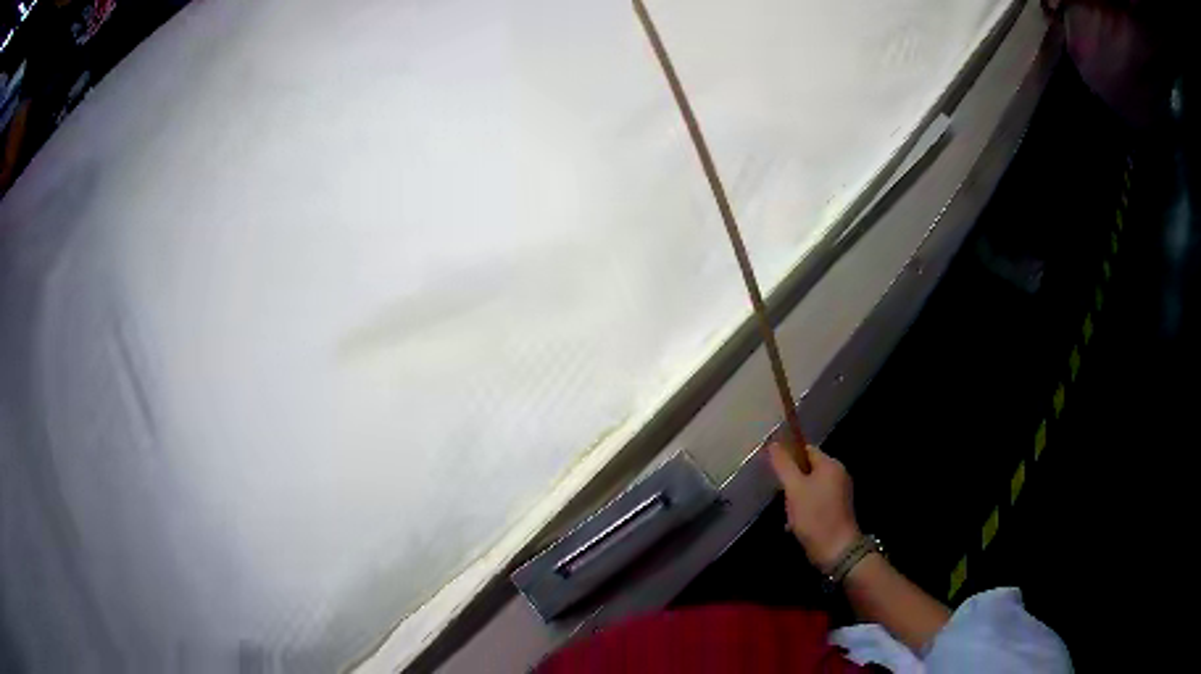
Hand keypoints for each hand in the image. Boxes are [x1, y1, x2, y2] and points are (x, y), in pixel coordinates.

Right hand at [767, 443, 859, 571]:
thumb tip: (773, 443)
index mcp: (830, 465)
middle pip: (808, 469)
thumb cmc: (814, 515)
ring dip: (796, 498)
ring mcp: (839, 493)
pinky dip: (805, 508)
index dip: (789, 457)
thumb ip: (783, 465)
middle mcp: (838, 475)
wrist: (835, 548)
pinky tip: (795, 524)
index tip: (774, 471)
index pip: (806, 450)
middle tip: (781, 496)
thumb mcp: (794, 488)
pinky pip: (816, 501)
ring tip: (788, 513)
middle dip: (792, 482)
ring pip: (811, 487)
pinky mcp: (837, 509)